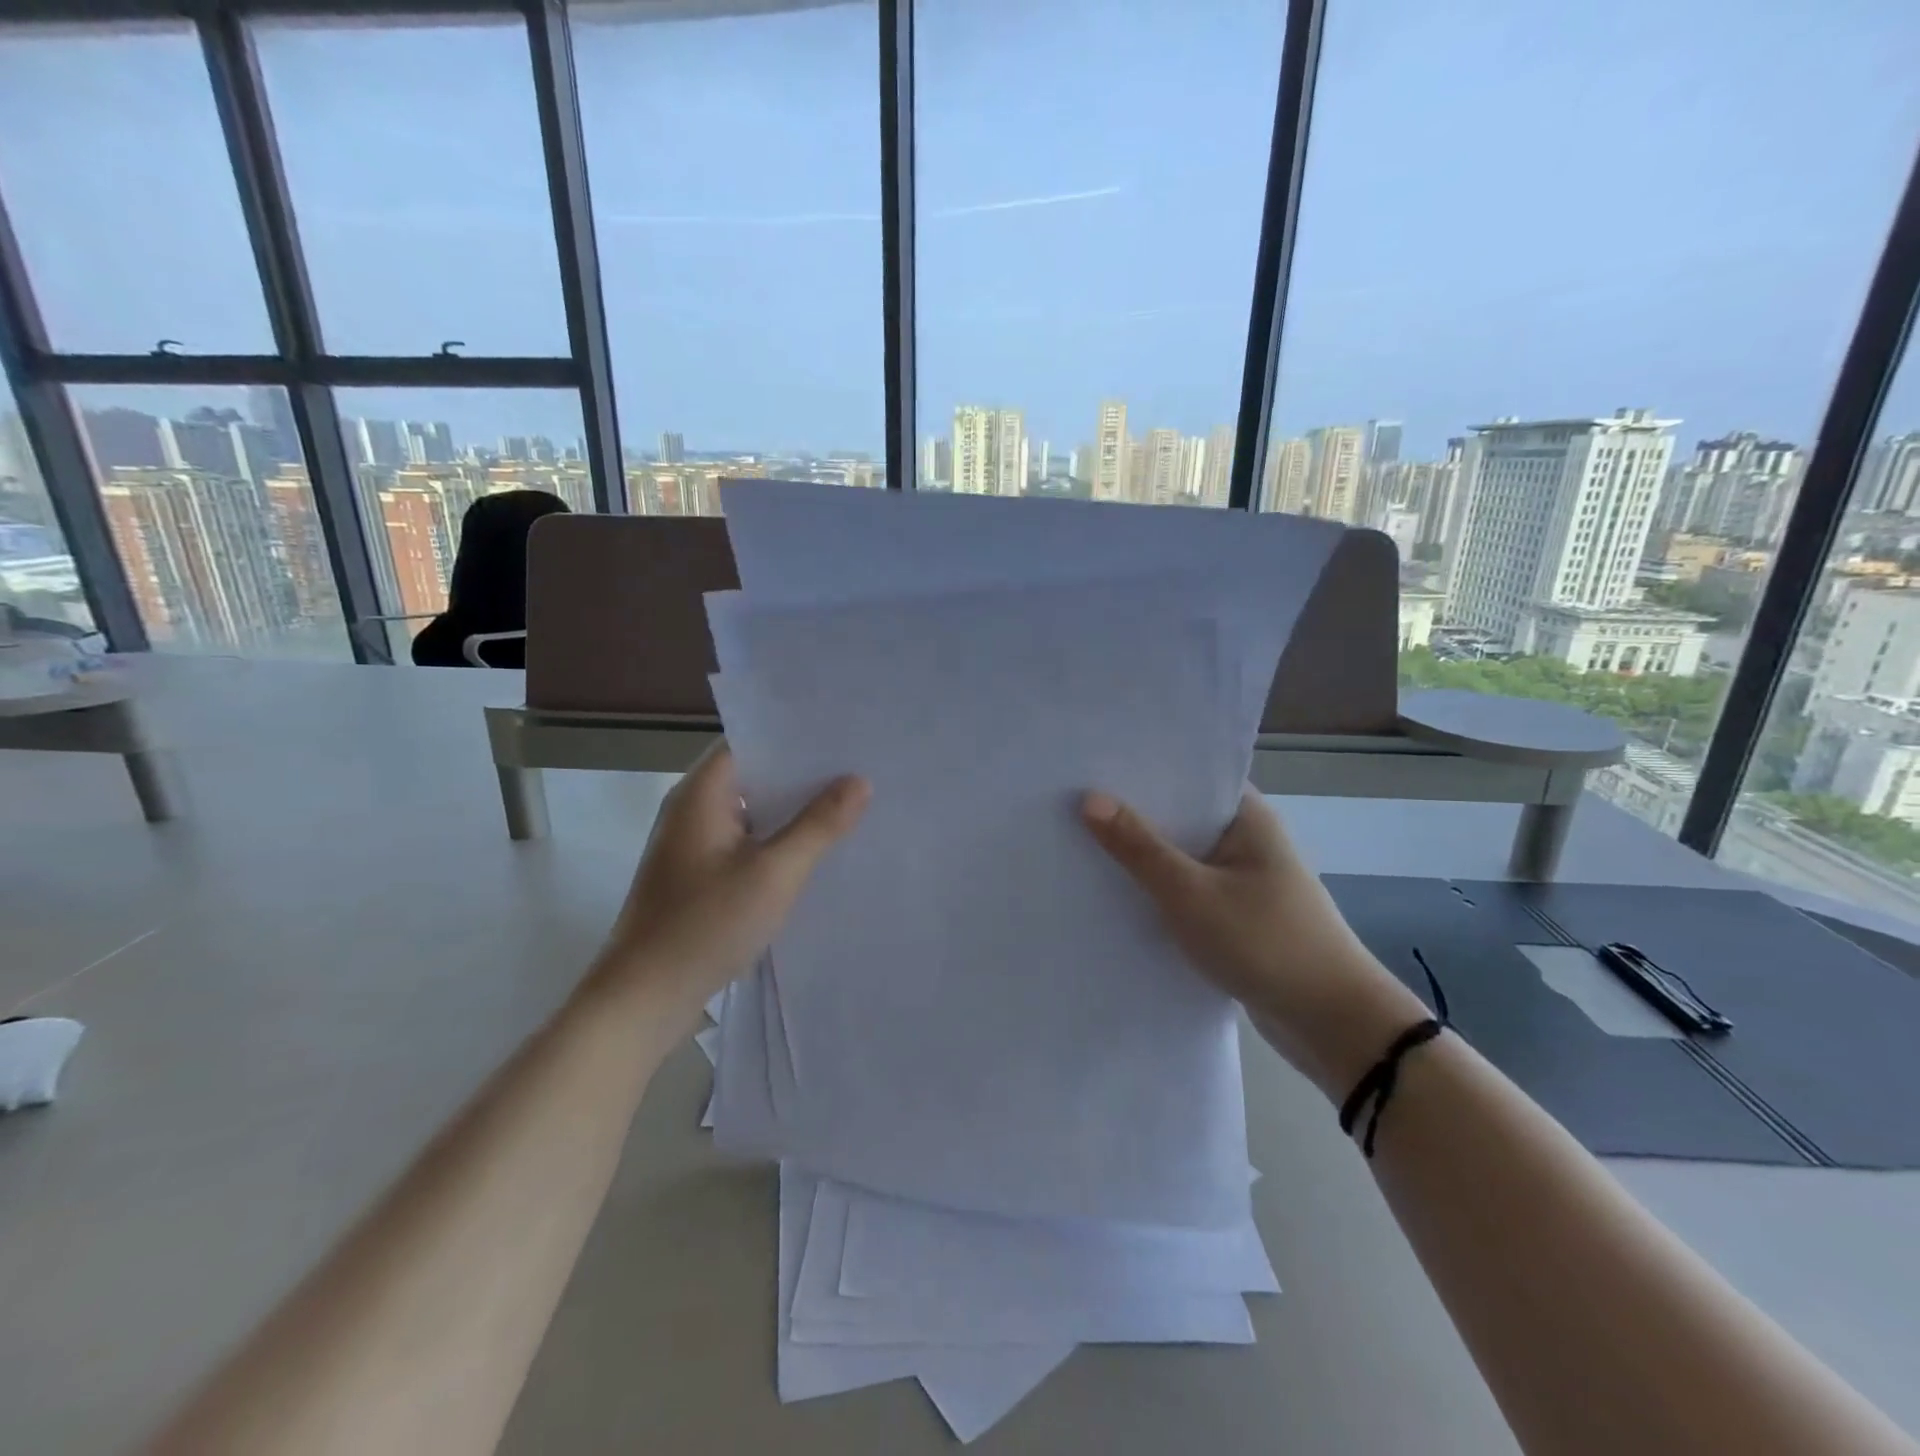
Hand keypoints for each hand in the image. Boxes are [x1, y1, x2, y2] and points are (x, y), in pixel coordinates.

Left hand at [600, 742, 868, 1019]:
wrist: (644, 998)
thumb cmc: (706, 925)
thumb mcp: (774, 872)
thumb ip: (818, 825)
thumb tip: (859, 781)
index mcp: (701, 795)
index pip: (749, 742)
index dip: (794, 737)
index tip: (841, 738)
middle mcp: (692, 810)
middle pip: (753, 776)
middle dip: (802, 775)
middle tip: (856, 770)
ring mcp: (692, 845)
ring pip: (751, 812)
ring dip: (790, 811)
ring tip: (846, 806)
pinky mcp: (697, 876)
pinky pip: (744, 842)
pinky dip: (775, 841)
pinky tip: (813, 852)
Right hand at [1081, 786, 1426, 1096]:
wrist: (1334, 1025)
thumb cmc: (1264, 942)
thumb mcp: (1191, 893)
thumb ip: (1139, 847)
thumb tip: (1090, 799)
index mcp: (1247, 817)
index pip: (1188, 776)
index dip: (1141, 769)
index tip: (1090, 764)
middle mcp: (1247, 840)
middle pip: (1181, 816)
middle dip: (1132, 814)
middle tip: (1070, 802)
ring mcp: (1243, 880)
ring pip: (1182, 857)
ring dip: (1143, 856)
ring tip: (1080, 841)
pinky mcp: (1237, 917)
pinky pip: (1188, 891)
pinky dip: (1159, 890)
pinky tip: (1116, 893)